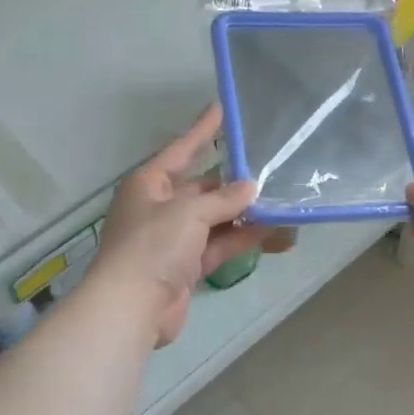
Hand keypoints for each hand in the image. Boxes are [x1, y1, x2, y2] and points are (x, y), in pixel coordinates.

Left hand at [93, 106, 263, 346]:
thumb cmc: (153, 246)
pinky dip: (241, 239)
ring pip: (214, 220)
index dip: (202, 130)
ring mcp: (174, 239)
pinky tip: (270, 232)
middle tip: (270, 171)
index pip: (181, 150)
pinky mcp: (186, 266)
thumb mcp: (189, 212)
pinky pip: (219, 246)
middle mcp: (160, 207)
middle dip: (234, 183)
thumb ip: (223, 199)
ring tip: (280, 203)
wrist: (133, 306)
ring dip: (243, 214)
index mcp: (149, 184)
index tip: (222, 108)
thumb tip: (251, 189)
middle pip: (202, 188)